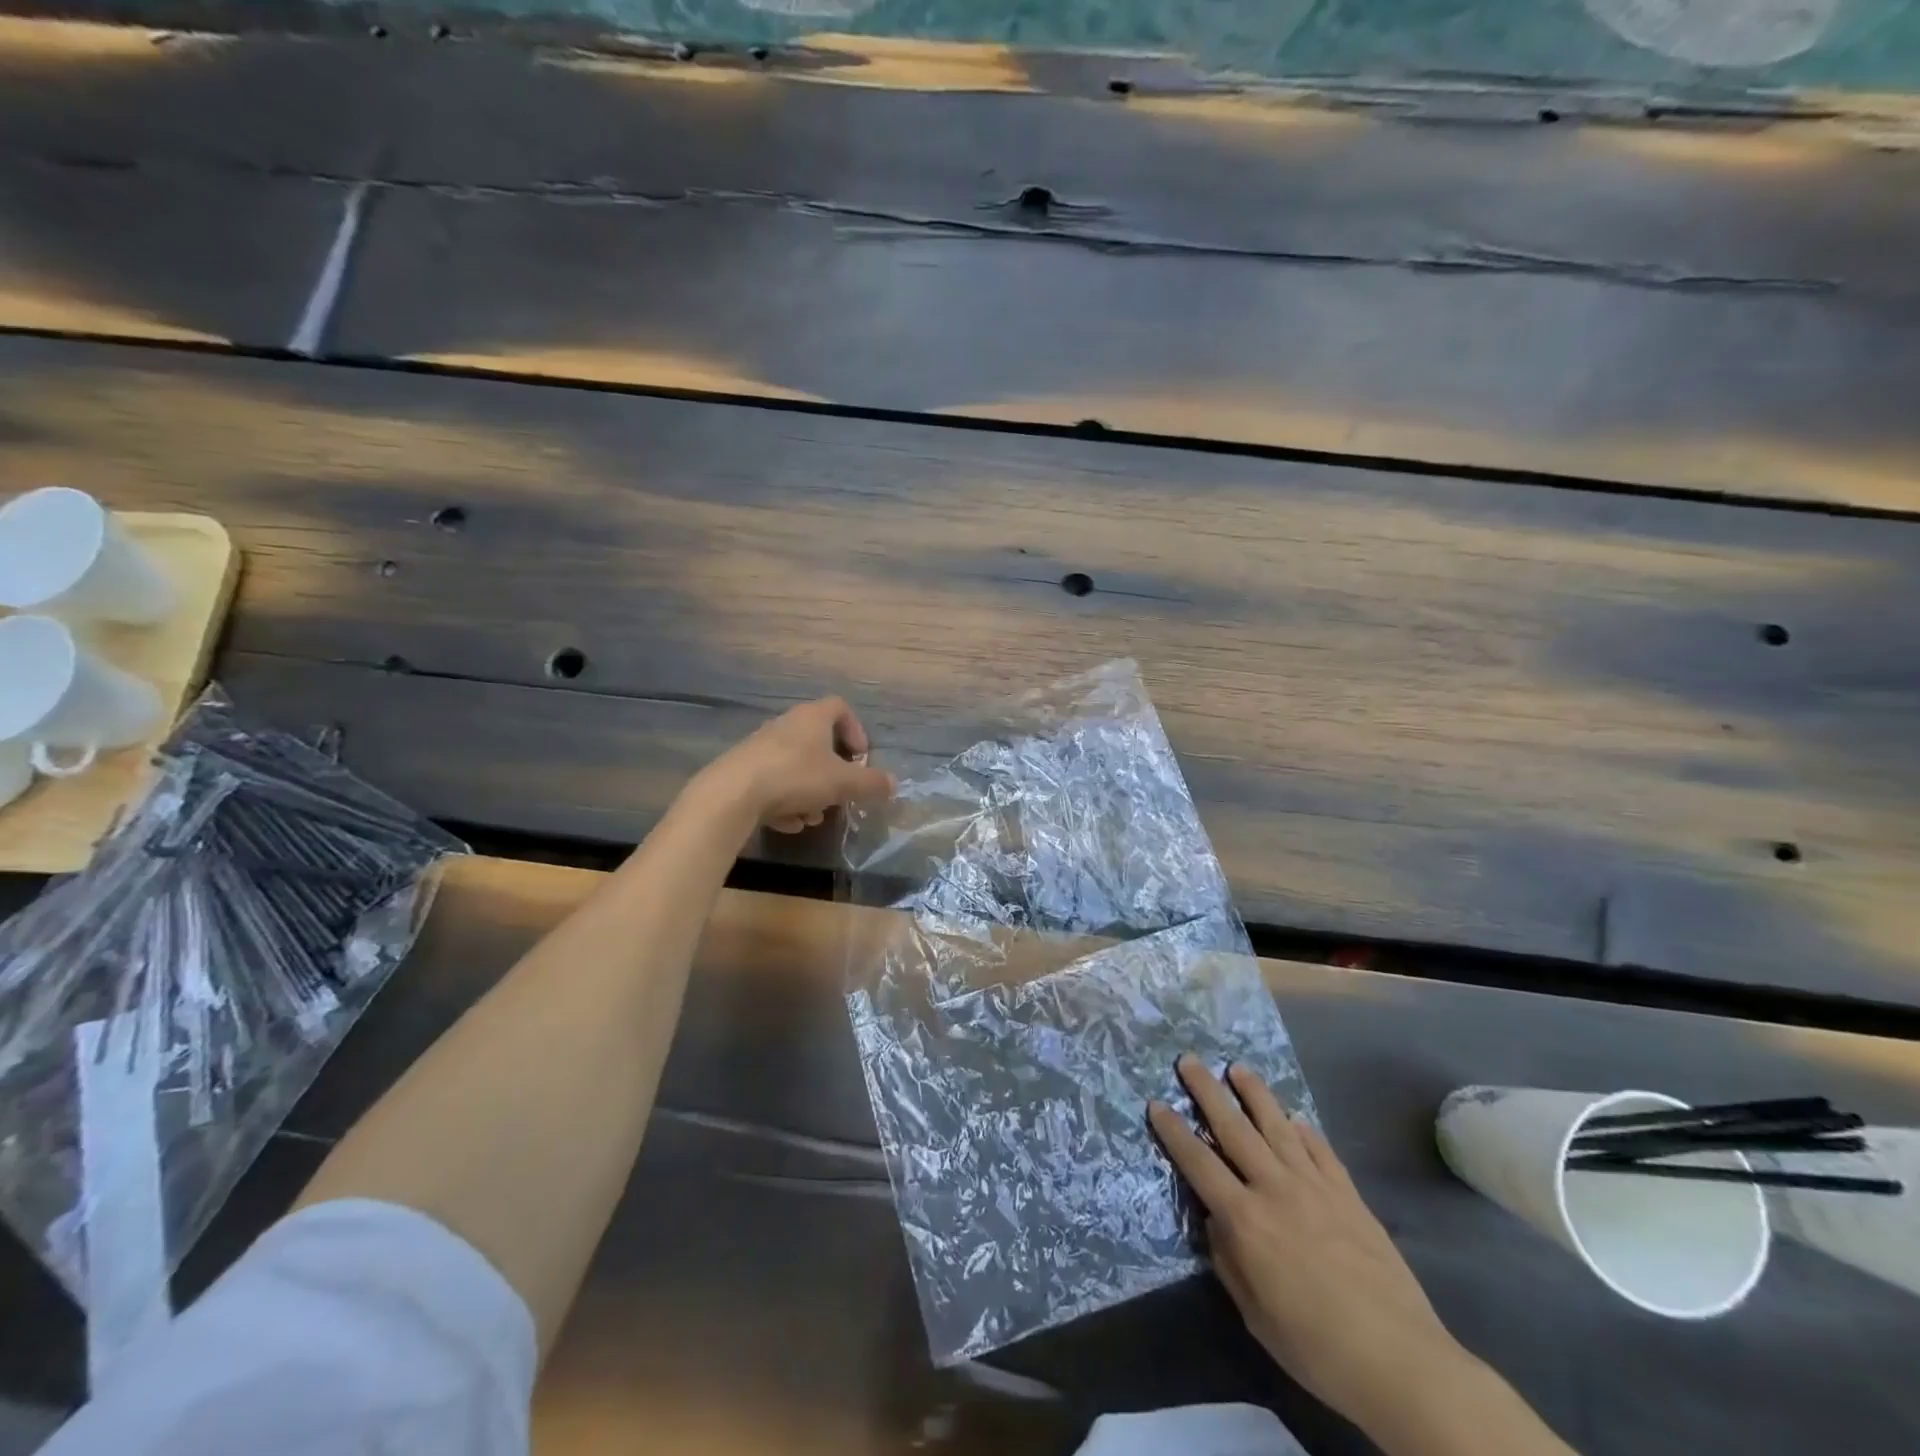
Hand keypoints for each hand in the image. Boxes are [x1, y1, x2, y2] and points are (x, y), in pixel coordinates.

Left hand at [706, 697, 895, 833]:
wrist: (732, 794)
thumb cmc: (795, 777)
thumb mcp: (842, 783)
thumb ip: (871, 783)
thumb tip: (893, 783)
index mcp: (811, 718)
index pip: (840, 707)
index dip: (856, 730)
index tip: (862, 757)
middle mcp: (785, 726)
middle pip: (817, 741)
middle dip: (833, 771)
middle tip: (840, 792)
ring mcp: (760, 747)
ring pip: (795, 766)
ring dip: (810, 791)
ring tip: (813, 817)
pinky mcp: (742, 770)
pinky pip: (773, 782)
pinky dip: (785, 801)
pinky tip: (788, 824)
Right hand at [1149, 1058, 1467, 1431]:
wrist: (1400, 1361)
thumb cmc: (1317, 1348)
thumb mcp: (1256, 1315)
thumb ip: (1229, 1260)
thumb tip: (1217, 1221)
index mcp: (1246, 1219)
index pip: (1199, 1162)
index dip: (1174, 1131)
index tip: (1157, 1103)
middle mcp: (1275, 1189)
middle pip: (1234, 1128)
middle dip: (1207, 1091)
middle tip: (1189, 1060)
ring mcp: (1315, 1186)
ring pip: (1277, 1125)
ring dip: (1254, 1093)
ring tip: (1237, 1068)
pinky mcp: (1349, 1194)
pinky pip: (1320, 1149)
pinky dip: (1303, 1130)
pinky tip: (1294, 1118)